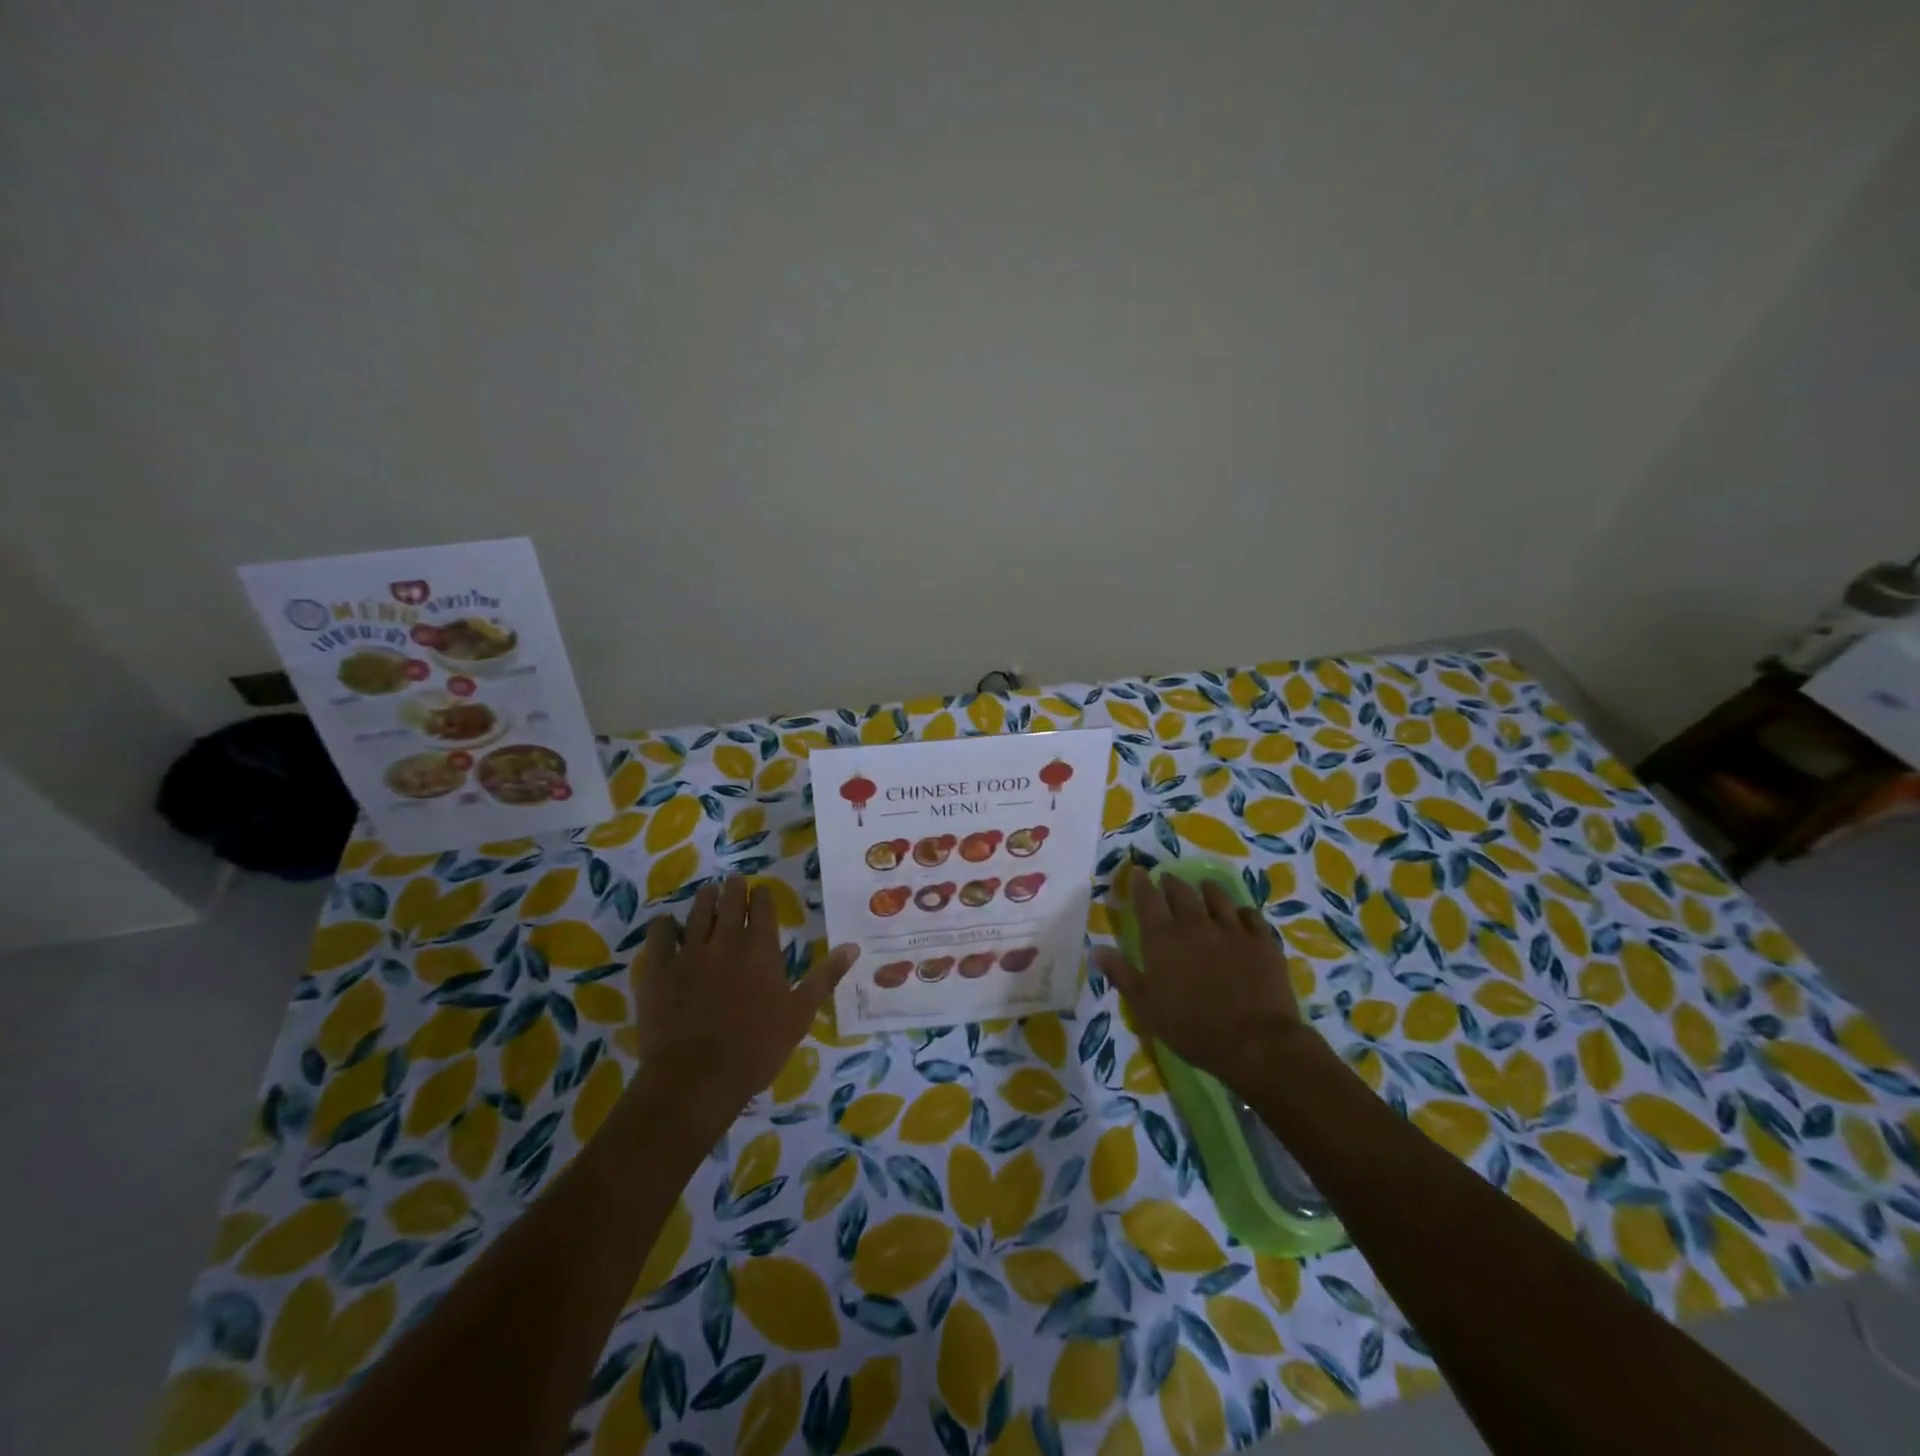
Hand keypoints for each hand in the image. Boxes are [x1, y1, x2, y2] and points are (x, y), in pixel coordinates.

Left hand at [629, 876, 858, 1110]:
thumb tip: (853, 946)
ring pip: (696, 914)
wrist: (696, 1079)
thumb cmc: (757, 1048)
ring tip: (708, 891)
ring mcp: (688, 954)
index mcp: (760, 949)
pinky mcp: (658, 972)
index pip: (763, 909)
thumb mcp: (801, 1014)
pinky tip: (665, 923)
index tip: (761, 891)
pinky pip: (658, 937)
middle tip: (734, 880)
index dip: (762, 897)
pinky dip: (662, 926)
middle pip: (729, 903)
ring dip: (704, 899)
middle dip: (734, 889)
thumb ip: (825, 976)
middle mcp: (725, 941)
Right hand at [1092, 869, 1306, 1097]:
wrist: (1255, 1043)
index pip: (1147, 900)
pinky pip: (1250, 914)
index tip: (1138, 872)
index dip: (1141, 883)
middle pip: (1181, 892)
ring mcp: (1232, 930)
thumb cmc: (1192, 1029)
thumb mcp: (1146, 1008)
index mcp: (1163, 939)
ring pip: (1217, 896)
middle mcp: (1195, 925)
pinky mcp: (1262, 941)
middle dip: (1171, 883)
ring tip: (1204, 888)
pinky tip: (1240, 916)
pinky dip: (1241, 911)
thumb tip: (1097, 949)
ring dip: (1206, 890)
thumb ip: (1122, 974)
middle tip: (1168, 881)